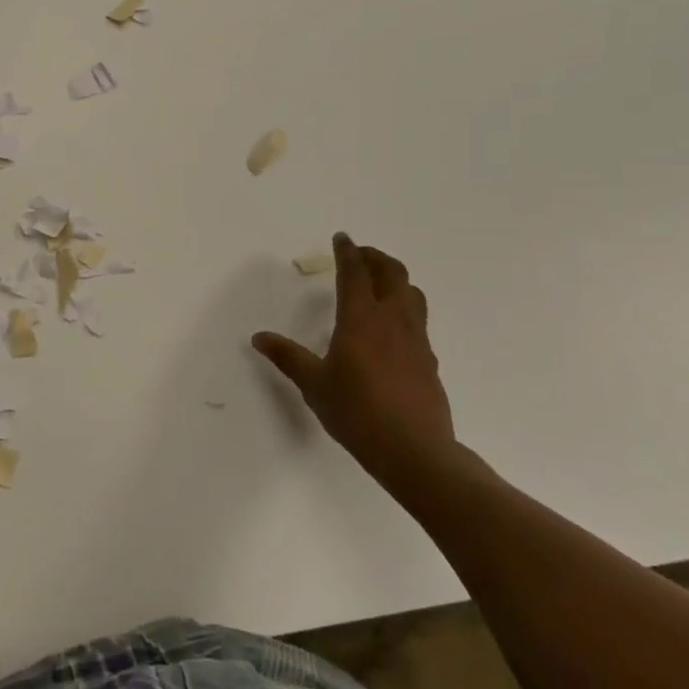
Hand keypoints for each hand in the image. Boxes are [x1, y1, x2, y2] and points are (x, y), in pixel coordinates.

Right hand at [252, 234, 455, 486]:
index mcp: (361, 320)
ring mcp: (416, 339)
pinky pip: (418, 320)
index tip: (342, 238)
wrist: (415, 451)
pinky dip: (404, 308)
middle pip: (392, 273)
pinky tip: (392, 328)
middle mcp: (392, 321)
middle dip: (375, 258)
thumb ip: (287, 357)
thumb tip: (259, 337)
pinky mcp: (429, 360)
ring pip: (412, 293)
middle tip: (360, 256)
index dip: (348, 252)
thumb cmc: (357, 413)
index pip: (355, 274)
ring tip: (379, 283)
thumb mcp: (314, 385)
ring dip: (395, 279)